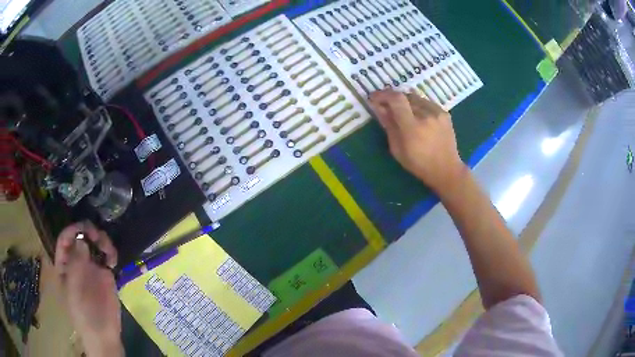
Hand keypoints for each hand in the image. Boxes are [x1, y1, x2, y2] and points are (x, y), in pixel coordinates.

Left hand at [55, 221, 122, 356]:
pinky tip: (113, 259)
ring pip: (95, 244)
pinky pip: (107, 256)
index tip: (83, 228)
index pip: (64, 241)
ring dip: (101, 241)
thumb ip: (76, 264)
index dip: (71, 231)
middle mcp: (77, 262)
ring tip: (107, 249)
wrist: (103, 334)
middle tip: (97, 236)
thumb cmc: (83, 313)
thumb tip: (82, 240)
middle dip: (88, 233)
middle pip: (80, 238)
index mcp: (65, 265)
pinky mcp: (105, 274)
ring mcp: (91, 268)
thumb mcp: (75, 290)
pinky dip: (110, 253)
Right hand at [369, 89, 465, 193]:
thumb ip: (388, 125)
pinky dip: (418, 106)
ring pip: (416, 98)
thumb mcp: (397, 149)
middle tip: (386, 106)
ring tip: (402, 112)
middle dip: (393, 98)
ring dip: (405, 102)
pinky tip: (417, 116)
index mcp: (412, 126)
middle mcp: (426, 115)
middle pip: (405, 96)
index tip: (374, 97)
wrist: (446, 169)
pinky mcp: (445, 113)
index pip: (396, 99)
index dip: (383, 95)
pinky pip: (426, 103)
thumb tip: (379, 107)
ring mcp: (437, 112)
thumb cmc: (418, 164)